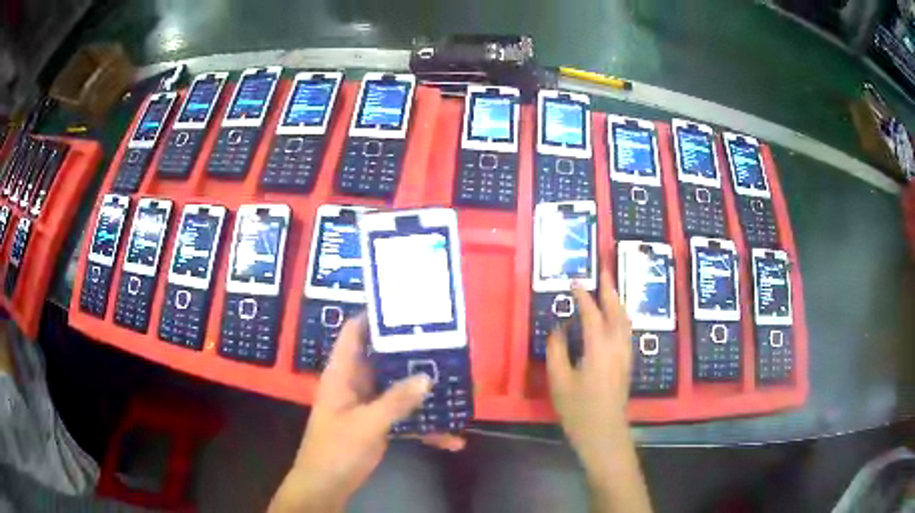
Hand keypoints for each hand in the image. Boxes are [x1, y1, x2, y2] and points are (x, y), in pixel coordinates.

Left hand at [269, 315, 464, 512]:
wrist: (326, 486)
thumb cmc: (336, 450)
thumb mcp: (366, 424)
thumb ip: (396, 401)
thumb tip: (427, 377)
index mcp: (342, 374)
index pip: (354, 333)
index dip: (374, 316)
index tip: (406, 307)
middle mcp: (355, 384)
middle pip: (383, 359)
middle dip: (410, 353)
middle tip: (444, 341)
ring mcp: (368, 405)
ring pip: (397, 388)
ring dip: (423, 391)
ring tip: (456, 385)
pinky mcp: (378, 425)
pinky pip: (404, 418)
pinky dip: (424, 427)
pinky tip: (451, 439)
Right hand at [546, 268, 632, 472]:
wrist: (604, 432)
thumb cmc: (578, 410)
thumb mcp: (559, 381)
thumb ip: (557, 351)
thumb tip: (558, 328)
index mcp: (598, 348)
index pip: (592, 314)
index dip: (583, 297)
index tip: (575, 282)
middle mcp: (616, 346)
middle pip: (616, 311)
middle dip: (609, 289)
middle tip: (603, 271)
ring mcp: (625, 354)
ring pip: (625, 320)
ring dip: (618, 301)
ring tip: (610, 289)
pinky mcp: (627, 363)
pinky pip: (626, 330)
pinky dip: (621, 316)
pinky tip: (617, 318)